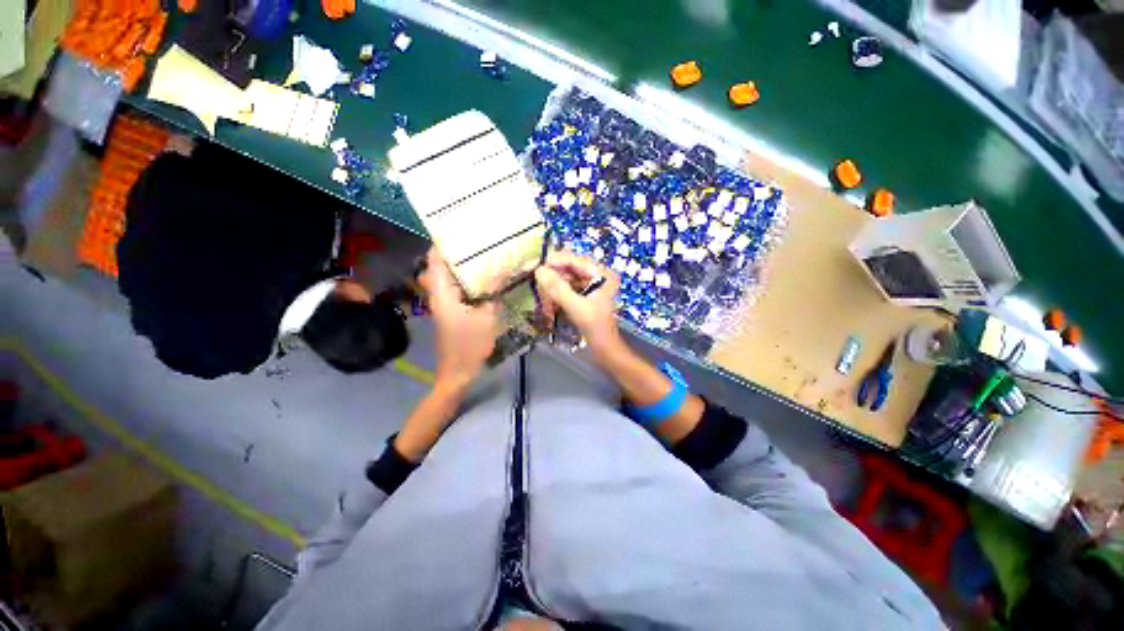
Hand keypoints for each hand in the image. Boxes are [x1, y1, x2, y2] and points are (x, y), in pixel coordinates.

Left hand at [418, 248, 499, 389]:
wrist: (458, 371)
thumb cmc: (470, 345)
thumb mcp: (488, 317)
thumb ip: (494, 294)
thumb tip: (503, 273)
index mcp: (443, 294)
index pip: (435, 261)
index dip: (443, 244)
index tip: (458, 230)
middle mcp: (438, 295)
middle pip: (439, 267)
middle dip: (453, 253)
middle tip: (474, 244)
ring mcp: (443, 304)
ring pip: (447, 278)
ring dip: (459, 267)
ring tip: (481, 256)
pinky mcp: (450, 312)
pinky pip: (454, 289)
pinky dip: (465, 281)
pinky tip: (483, 280)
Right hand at [534, 250, 624, 362]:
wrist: (605, 350)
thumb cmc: (596, 328)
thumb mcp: (576, 307)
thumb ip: (558, 288)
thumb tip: (538, 270)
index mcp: (602, 273)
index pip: (574, 259)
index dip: (554, 261)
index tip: (534, 266)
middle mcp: (598, 275)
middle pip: (569, 268)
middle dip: (552, 276)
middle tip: (535, 282)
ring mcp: (592, 286)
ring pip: (567, 279)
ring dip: (553, 288)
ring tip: (542, 298)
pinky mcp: (585, 296)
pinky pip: (567, 289)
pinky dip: (557, 296)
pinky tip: (549, 304)